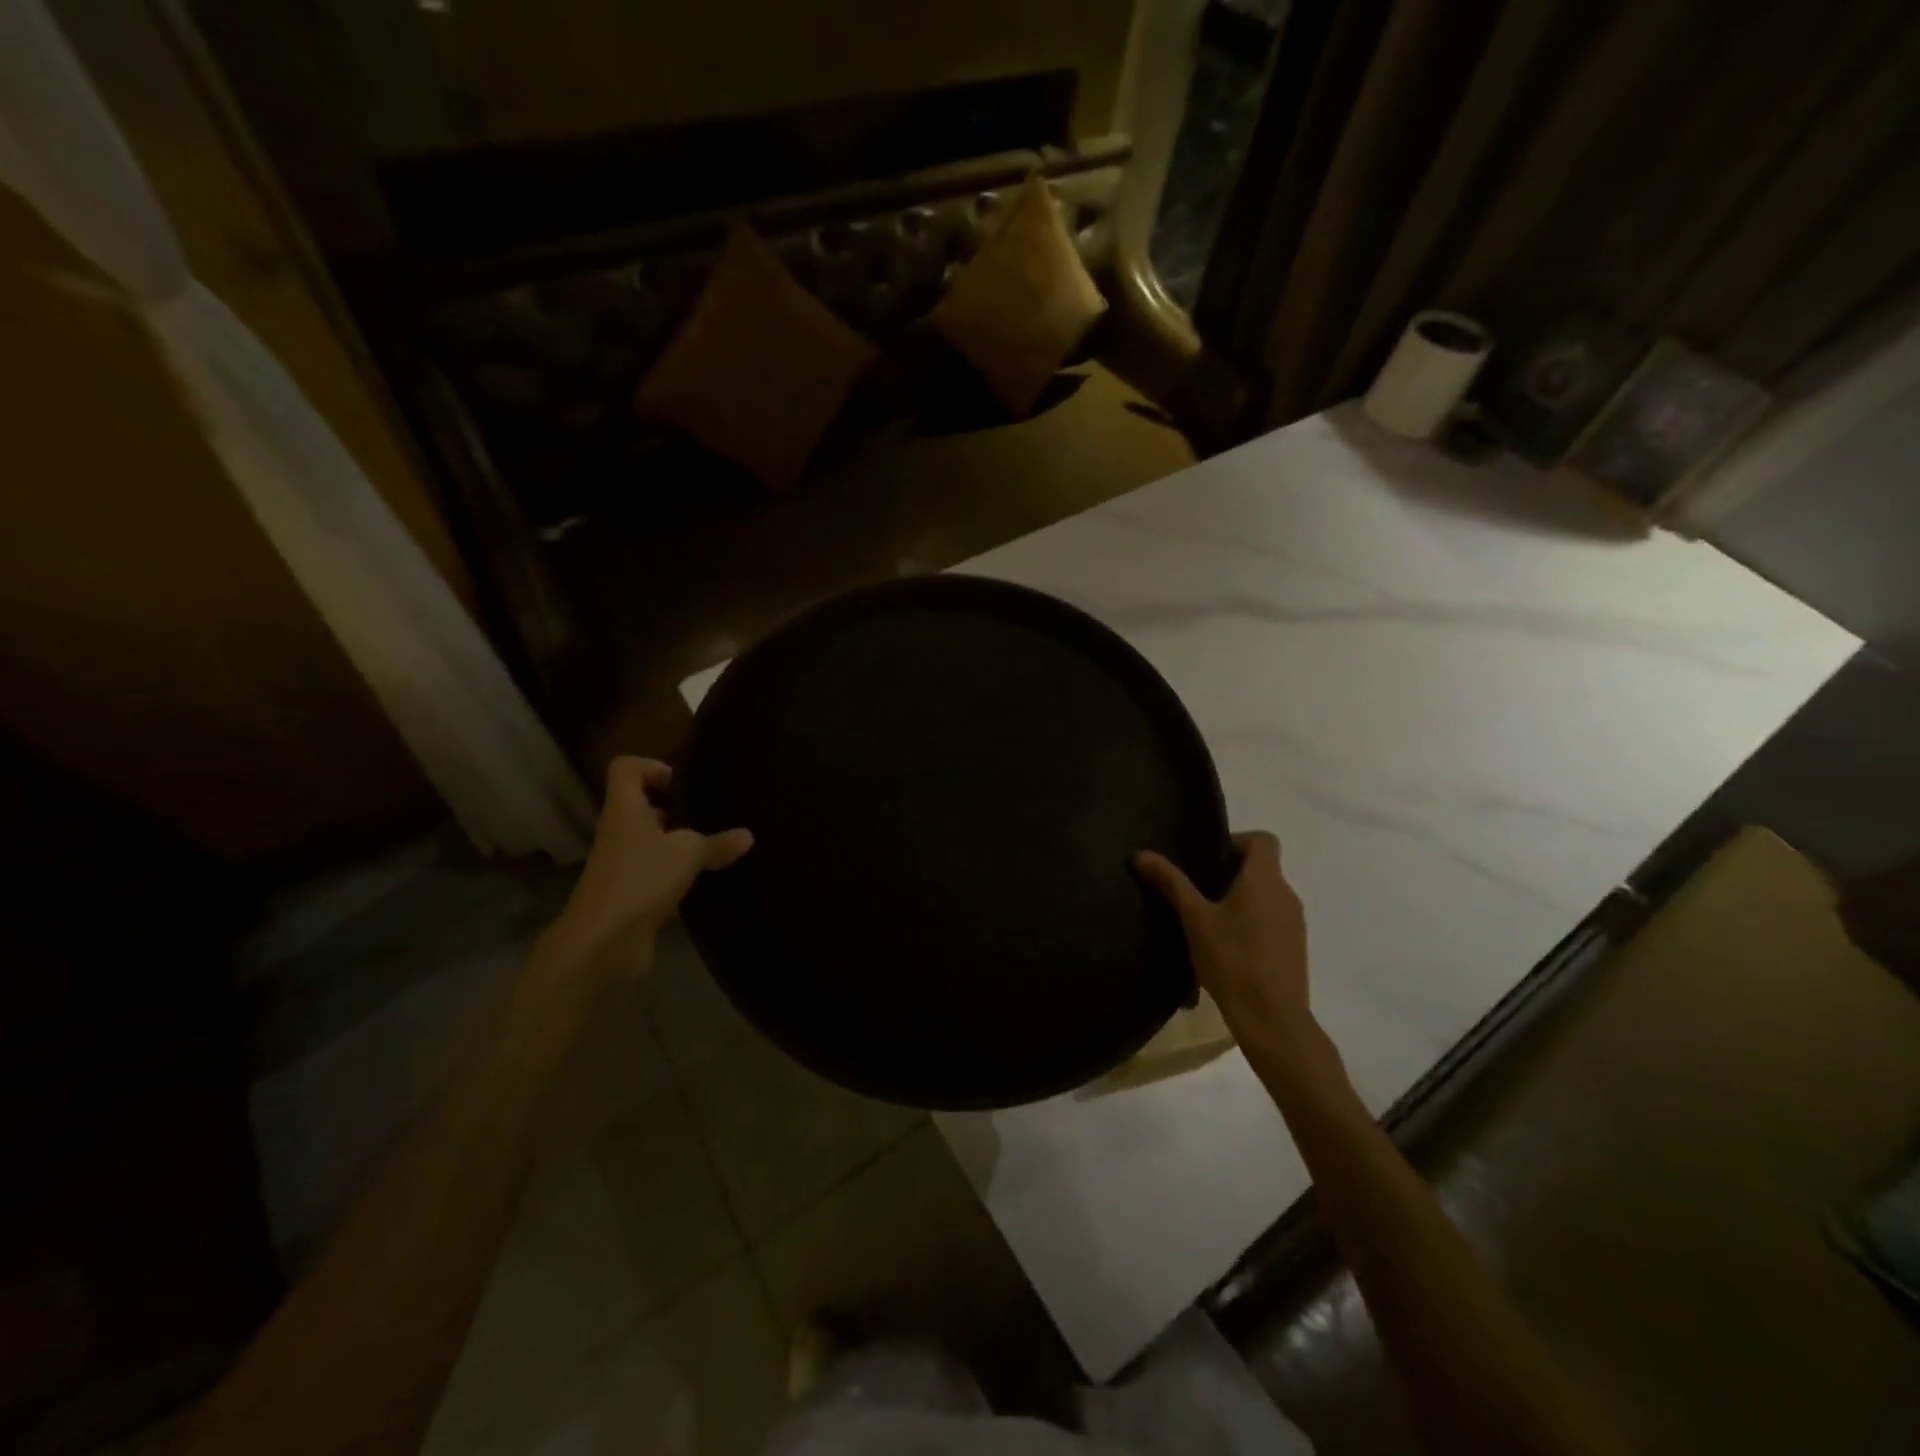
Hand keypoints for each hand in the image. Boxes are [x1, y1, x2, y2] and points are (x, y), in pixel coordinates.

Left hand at [535, 756, 751, 987]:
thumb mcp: (688, 855)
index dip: (650, 766)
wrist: (602, 942)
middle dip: (669, 808)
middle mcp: (617, 832)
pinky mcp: (627, 894)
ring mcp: (620, 865)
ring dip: (673, 843)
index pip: (625, 769)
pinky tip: (699, 880)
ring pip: (646, 841)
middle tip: (702, 814)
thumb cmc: (641, 880)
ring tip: (708, 847)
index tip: (678, 782)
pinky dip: (673, 873)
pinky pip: (652, 872)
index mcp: (624, 810)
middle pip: (637, 805)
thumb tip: (747, 836)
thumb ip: (717, 844)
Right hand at [1134, 832, 1312, 1047]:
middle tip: (1197, 890)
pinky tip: (1227, 946)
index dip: (1236, 841)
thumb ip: (1171, 883)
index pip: (1263, 839)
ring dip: (1241, 898)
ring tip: (1208, 919)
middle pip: (1263, 867)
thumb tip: (1141, 854)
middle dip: (1231, 871)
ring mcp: (1295, 922)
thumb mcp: (1194, 919)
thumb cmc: (1232, 959)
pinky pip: (1272, 918)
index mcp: (1265, 879)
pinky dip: (1252, 920)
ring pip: (1267, 894)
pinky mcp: (1295, 947)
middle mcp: (1286, 893)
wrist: (1272, 1018)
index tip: (1208, 860)